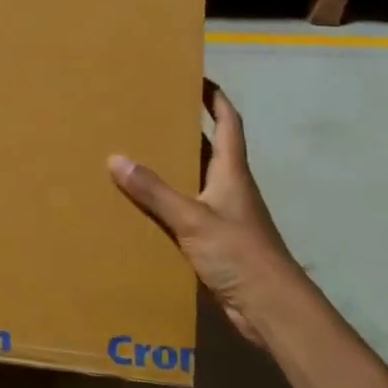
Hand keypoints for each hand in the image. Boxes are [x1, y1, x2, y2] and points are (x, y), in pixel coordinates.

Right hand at [108, 85, 302, 345]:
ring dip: (172, 164)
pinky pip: (187, 208)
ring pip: (195, 178)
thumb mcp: (192, 219)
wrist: (272, 311)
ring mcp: (224, 214)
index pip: (228, 121)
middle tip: (149, 110)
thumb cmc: (241, 254)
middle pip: (209, 146)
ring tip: (136, 148)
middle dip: (184, 126)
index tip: (194, 75)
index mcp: (232, 171)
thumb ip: (154, 191)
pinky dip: (167, 200)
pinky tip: (142, 202)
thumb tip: (115, 159)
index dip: (214, 96)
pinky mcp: (216, 240)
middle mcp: (229, 186)